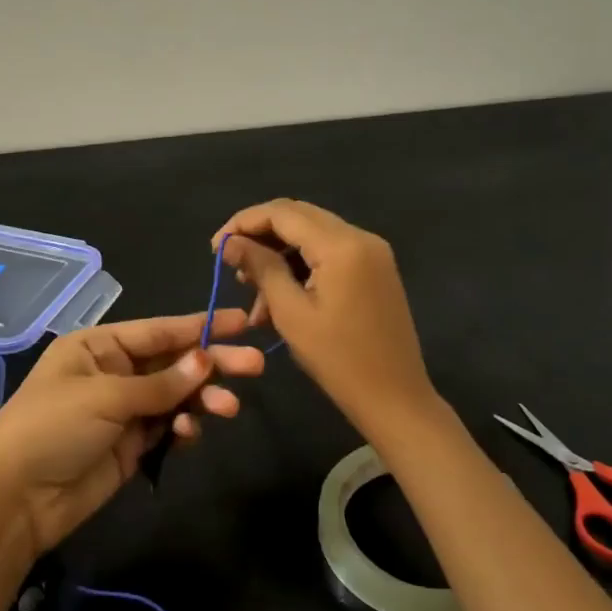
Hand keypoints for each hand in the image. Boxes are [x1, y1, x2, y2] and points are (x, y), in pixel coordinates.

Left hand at [0, 310, 265, 559]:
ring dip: (202, 399)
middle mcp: (114, 373)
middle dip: (212, 364)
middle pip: (173, 363)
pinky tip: (190, 433)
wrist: (16, 499)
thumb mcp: (105, 396)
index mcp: (99, 347)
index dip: (202, 326)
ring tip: (227, 408)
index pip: (159, 331)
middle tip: (254, 366)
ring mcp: (123, 411)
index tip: (244, 322)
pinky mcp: (131, 446)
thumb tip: (206, 360)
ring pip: (176, 396)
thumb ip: (160, 382)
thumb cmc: (52, 428)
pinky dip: (184, 427)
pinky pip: (167, 427)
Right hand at [214, 199, 436, 432]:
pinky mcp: (376, 270)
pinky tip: (280, 298)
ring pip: (313, 236)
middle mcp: (361, 237)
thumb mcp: (291, 313)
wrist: (396, 398)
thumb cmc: (338, 360)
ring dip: (280, 256)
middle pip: (299, 217)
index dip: (243, 223)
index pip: (282, 212)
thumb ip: (261, 268)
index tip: (215, 248)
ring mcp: (373, 253)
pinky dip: (302, 268)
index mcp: (342, 244)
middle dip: (260, 237)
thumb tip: (230, 242)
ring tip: (253, 294)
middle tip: (231, 267)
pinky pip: (331, 254)